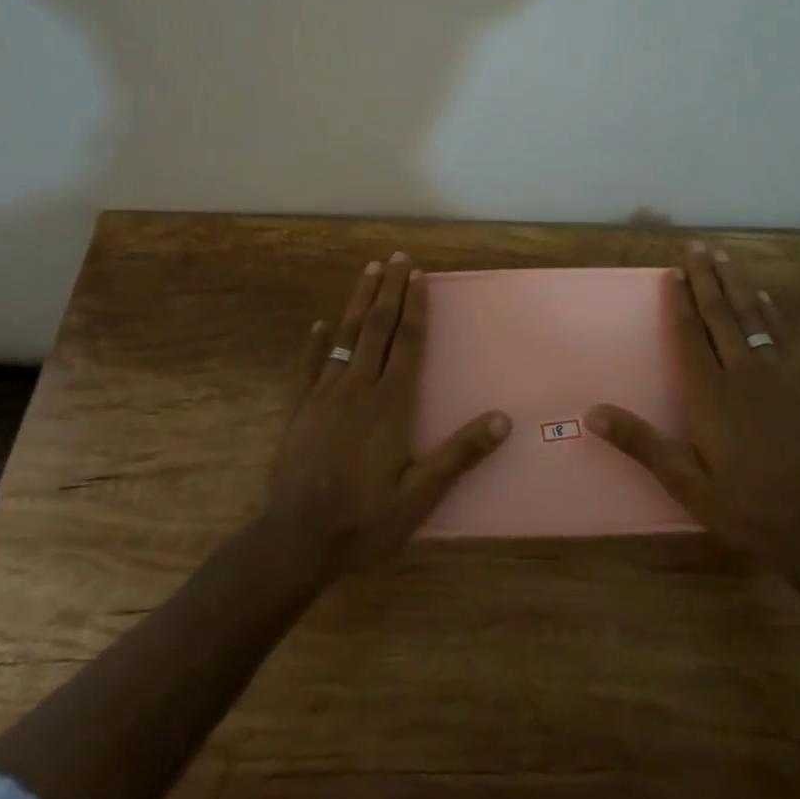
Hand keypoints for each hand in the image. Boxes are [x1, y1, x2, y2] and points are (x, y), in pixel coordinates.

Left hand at [264, 252, 510, 577]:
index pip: (407, 342)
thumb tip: (503, 419)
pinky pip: (309, 366)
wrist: (296, 541)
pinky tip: (319, 324)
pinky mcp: (299, 409)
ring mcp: (324, 395)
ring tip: (368, 271)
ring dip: (359, 302)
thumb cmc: (364, 520)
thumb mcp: (420, 496)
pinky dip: (315, 342)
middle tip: (396, 257)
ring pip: (345, 336)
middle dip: (389, 290)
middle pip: (377, 328)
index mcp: (390, 403)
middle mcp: (358, 387)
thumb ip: (459, 454)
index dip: (414, 306)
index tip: (418, 275)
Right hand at [587, 242, 799, 572]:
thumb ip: (642, 443)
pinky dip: (770, 314)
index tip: (671, 272)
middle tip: (696, 246)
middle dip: (705, 279)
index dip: (678, 303)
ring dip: (736, 285)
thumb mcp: (686, 483)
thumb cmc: (746, 507)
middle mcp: (741, 373)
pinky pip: (781, 338)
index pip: (689, 336)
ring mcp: (776, 376)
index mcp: (709, 394)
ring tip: (724, 257)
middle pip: (719, 316)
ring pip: (751, 318)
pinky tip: (764, 299)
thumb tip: (592, 412)